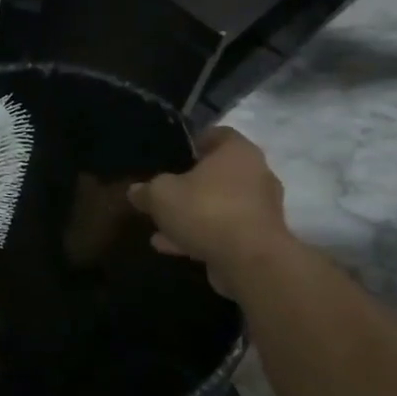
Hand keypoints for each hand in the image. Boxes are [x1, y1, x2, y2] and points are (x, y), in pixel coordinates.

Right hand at [127, 127, 292, 289]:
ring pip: (219, 205)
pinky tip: (171, 247)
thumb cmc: (206, 210)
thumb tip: (135, 191)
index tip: (173, 155)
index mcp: (237, 152)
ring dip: (192, 215)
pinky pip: (225, 230)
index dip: (194, 142)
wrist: (250, 261)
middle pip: (218, 173)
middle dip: (190, 184)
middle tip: (165, 192)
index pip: (218, 134)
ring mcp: (261, 209)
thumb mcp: (161, 195)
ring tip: (160, 227)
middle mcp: (255, 175)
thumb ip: (147, 190)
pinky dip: (201, 235)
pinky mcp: (259, 239)